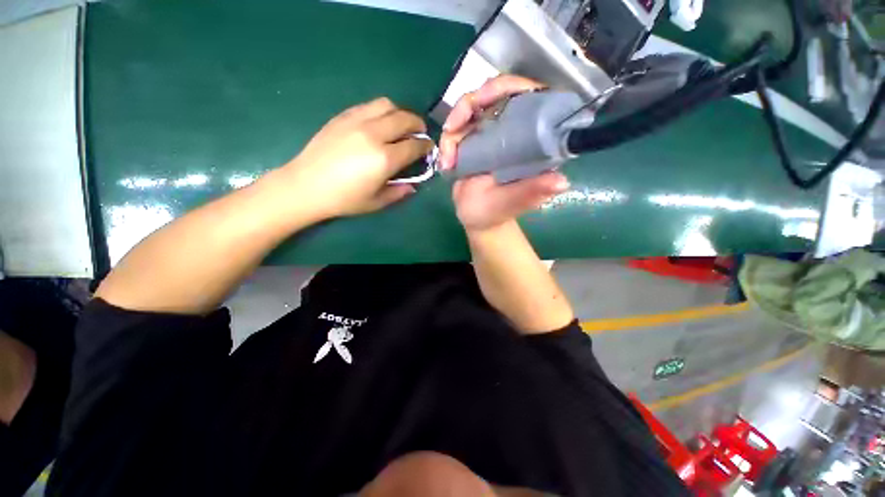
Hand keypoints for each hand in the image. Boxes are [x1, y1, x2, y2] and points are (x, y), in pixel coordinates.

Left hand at [281, 97, 432, 219]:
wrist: (306, 185)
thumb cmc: (344, 199)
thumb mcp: (377, 202)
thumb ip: (400, 192)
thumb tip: (414, 184)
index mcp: (384, 158)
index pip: (414, 145)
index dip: (426, 146)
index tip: (429, 148)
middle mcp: (374, 134)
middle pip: (405, 119)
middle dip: (418, 125)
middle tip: (420, 133)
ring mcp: (356, 121)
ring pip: (387, 105)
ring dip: (401, 113)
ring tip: (401, 125)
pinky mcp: (343, 116)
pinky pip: (369, 106)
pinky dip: (381, 111)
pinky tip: (380, 123)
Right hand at [439, 75, 570, 232]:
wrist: (477, 220)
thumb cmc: (496, 212)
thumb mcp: (512, 202)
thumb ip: (531, 191)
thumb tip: (561, 182)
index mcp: (530, 140)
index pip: (528, 97)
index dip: (508, 87)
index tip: (484, 98)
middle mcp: (511, 131)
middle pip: (494, 95)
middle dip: (469, 105)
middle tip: (454, 126)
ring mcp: (489, 135)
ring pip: (470, 109)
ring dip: (453, 128)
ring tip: (448, 159)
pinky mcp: (471, 142)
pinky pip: (456, 129)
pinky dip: (446, 143)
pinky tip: (446, 164)